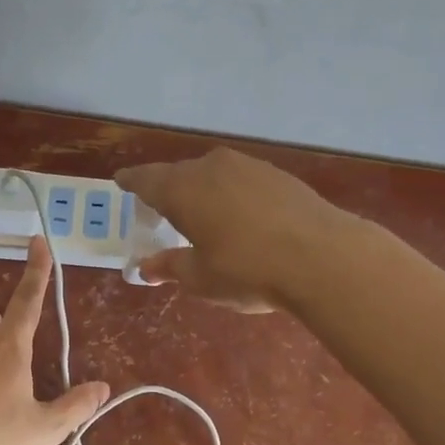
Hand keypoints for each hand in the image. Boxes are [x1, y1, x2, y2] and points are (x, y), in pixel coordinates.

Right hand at [116, 149, 346, 311]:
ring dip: (202, 192)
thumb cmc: (247, 270)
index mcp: (182, 189)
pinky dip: (231, 194)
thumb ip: (170, 267)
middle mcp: (211, 167)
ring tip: (202, 215)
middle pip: (179, 175)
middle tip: (162, 211)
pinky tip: (240, 217)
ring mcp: (248, 166)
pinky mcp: (278, 174)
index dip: (131, 182)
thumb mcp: (200, 277)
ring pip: (213, 174)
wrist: (322, 257)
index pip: (146, 179)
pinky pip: (240, 180)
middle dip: (168, 191)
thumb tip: (146, 267)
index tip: (121, 182)